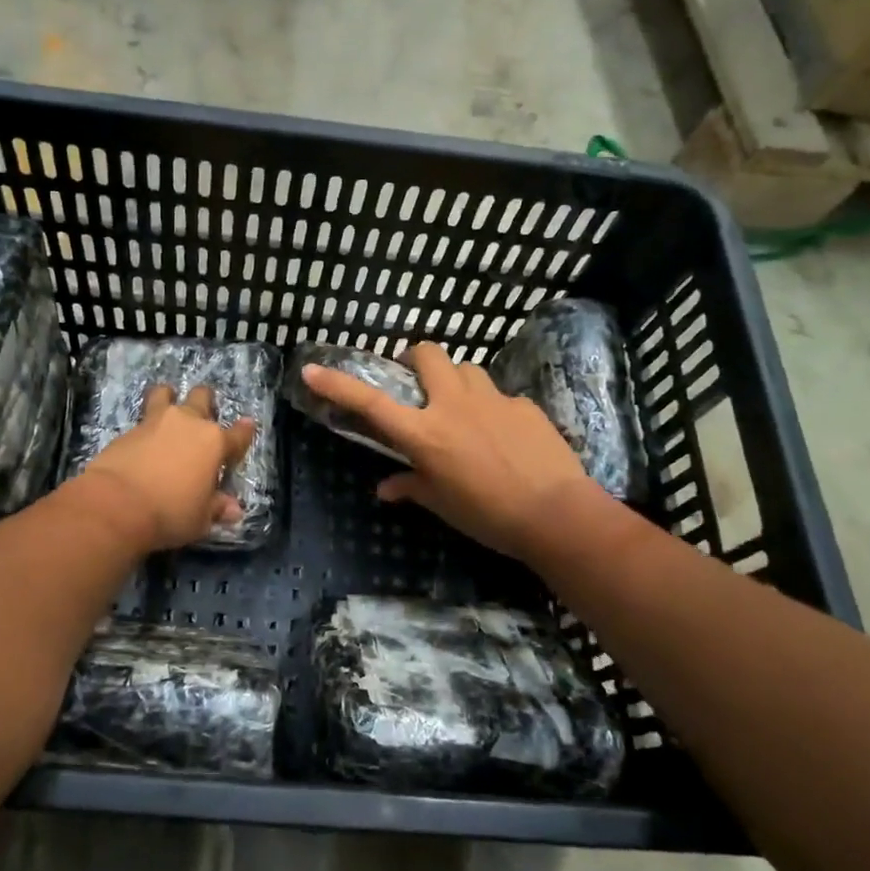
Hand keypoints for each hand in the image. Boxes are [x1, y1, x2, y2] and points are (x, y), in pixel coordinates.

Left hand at [76, 384, 256, 552]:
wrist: (116, 504)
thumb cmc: (170, 512)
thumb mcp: (200, 519)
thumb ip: (217, 508)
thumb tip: (233, 510)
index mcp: (214, 442)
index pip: (238, 434)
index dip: (244, 431)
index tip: (247, 426)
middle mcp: (188, 423)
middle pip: (202, 398)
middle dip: (206, 402)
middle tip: (203, 414)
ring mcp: (156, 421)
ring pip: (165, 394)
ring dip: (169, 397)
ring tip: (167, 405)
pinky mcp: (129, 429)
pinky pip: (143, 418)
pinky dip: (146, 426)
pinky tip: (143, 440)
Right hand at [299, 343, 593, 559]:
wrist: (557, 514)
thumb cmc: (489, 516)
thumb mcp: (443, 505)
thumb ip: (411, 488)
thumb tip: (385, 489)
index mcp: (425, 434)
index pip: (371, 404)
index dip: (338, 385)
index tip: (312, 370)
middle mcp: (453, 405)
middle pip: (427, 353)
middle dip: (415, 357)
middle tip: (415, 381)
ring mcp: (492, 399)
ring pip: (466, 368)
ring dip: (455, 380)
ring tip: (460, 407)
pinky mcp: (524, 404)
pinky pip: (499, 395)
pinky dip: (491, 408)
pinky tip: (502, 435)